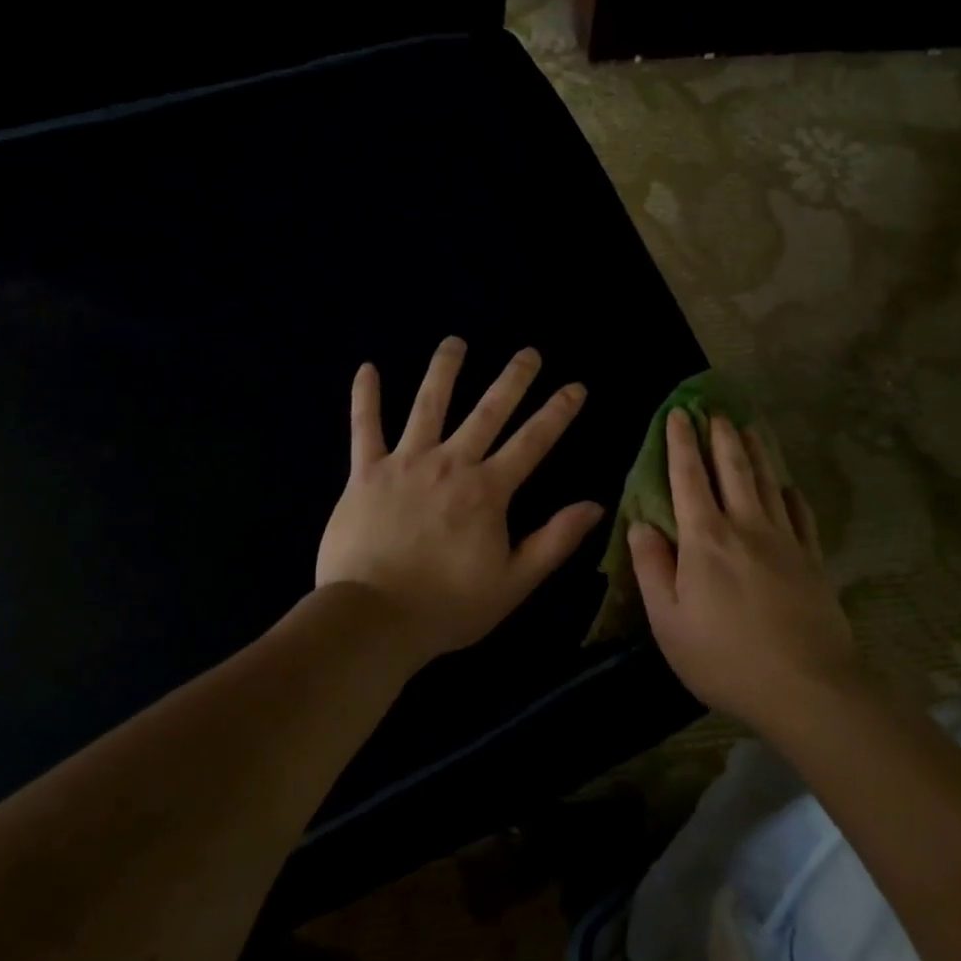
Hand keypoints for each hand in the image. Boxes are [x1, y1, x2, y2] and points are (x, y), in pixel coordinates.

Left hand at [316, 337, 604, 665]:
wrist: (373, 618)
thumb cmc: (448, 605)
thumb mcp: (514, 582)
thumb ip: (554, 541)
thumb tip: (595, 505)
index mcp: (488, 490)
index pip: (533, 441)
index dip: (557, 412)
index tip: (575, 386)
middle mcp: (451, 464)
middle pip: (487, 411)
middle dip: (512, 379)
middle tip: (528, 352)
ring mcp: (405, 463)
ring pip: (428, 405)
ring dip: (445, 370)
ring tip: (455, 342)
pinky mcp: (365, 473)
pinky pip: (364, 427)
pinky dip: (365, 397)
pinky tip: (367, 369)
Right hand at [628, 409, 858, 728]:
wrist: (806, 687)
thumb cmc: (724, 657)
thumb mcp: (668, 621)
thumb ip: (651, 568)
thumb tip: (640, 524)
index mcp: (705, 539)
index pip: (688, 478)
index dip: (681, 443)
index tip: (678, 413)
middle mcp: (746, 526)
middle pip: (733, 468)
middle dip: (721, 435)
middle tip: (715, 409)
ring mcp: (785, 540)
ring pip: (767, 482)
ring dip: (755, 452)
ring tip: (747, 428)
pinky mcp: (813, 559)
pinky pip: (801, 514)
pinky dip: (790, 493)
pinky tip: (787, 486)